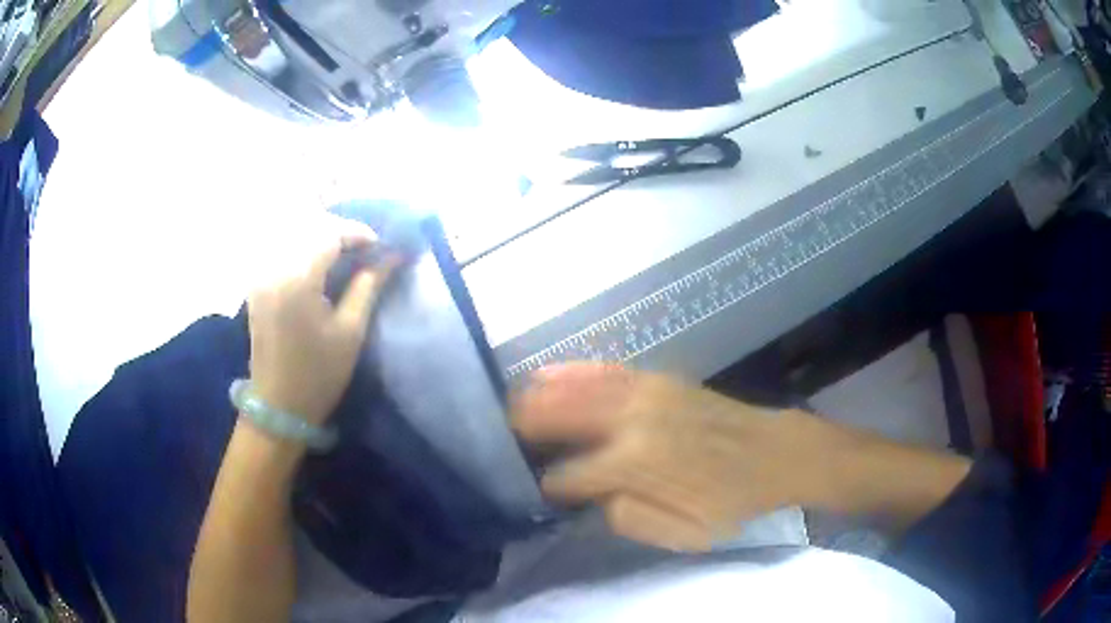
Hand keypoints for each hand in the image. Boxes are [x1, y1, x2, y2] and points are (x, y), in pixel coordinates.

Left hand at [247, 218, 395, 424]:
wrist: (278, 407)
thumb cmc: (319, 374)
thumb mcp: (351, 331)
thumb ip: (368, 285)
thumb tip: (392, 256)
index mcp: (297, 280)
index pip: (329, 234)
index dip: (358, 233)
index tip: (381, 246)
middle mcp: (273, 269)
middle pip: (309, 229)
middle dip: (340, 232)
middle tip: (366, 250)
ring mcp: (261, 276)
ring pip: (293, 237)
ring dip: (321, 239)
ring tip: (346, 255)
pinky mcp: (256, 286)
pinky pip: (281, 252)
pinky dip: (303, 250)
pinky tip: (319, 266)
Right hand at [513, 363, 970, 551]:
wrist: (776, 454)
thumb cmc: (731, 502)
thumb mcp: (682, 534)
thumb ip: (627, 518)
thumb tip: (590, 499)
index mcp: (633, 465)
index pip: (566, 476)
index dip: (544, 486)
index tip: (529, 491)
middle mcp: (630, 421)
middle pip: (555, 418)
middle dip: (520, 429)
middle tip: (492, 439)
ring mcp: (643, 391)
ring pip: (571, 387)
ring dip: (533, 397)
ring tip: (504, 406)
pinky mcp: (656, 378)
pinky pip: (603, 369)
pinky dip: (570, 371)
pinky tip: (546, 372)